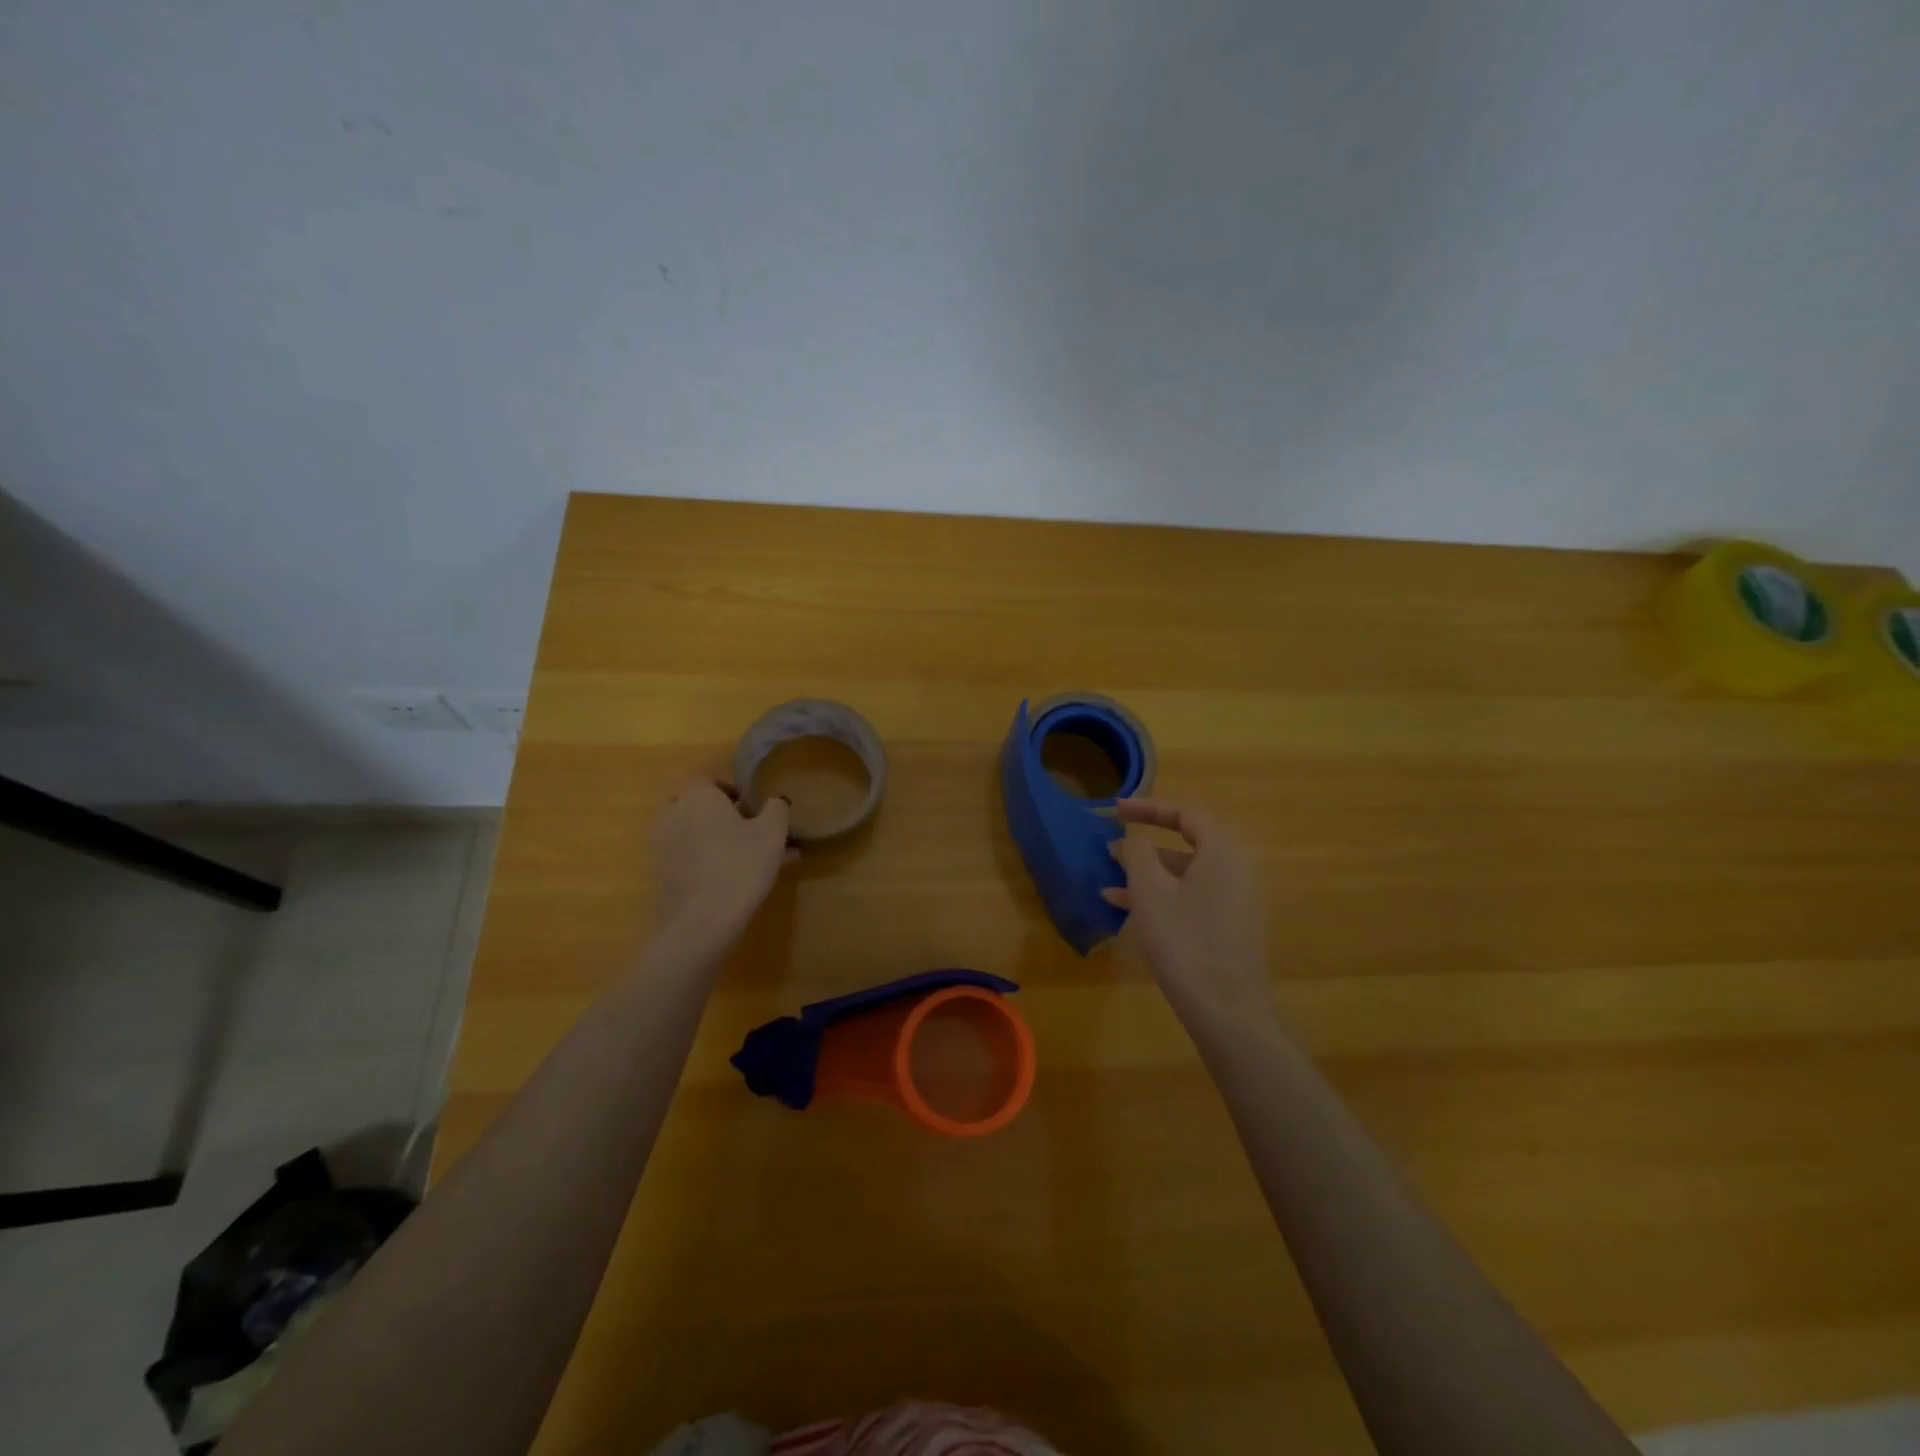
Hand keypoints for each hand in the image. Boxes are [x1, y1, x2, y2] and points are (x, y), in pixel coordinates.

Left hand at [650, 780, 792, 956]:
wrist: (702, 921)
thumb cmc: (740, 865)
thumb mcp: (772, 832)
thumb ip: (776, 809)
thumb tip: (775, 801)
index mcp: (696, 796)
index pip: (707, 779)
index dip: (730, 789)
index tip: (751, 806)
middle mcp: (673, 814)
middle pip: (698, 807)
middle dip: (723, 815)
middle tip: (751, 830)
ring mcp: (663, 846)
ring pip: (696, 835)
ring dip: (719, 840)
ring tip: (754, 859)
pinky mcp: (663, 875)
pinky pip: (690, 858)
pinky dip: (709, 861)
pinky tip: (738, 879)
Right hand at [1103, 799, 1274, 1030]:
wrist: (1227, 1011)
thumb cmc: (1184, 940)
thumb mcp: (1150, 891)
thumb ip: (1138, 853)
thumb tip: (1134, 839)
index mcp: (1222, 852)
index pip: (1184, 814)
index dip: (1147, 808)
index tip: (1115, 809)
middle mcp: (1235, 870)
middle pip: (1185, 844)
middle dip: (1144, 846)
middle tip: (1111, 848)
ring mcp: (1235, 901)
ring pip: (1184, 875)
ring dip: (1147, 875)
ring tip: (1108, 882)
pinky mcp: (1229, 928)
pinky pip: (1191, 898)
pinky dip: (1161, 897)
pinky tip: (1127, 910)